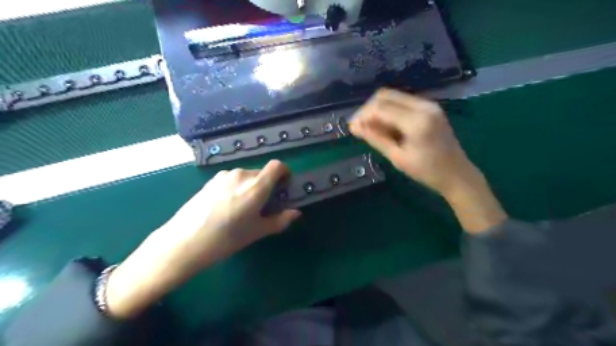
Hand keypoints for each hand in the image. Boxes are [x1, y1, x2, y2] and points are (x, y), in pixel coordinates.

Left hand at [107, 161, 301, 316]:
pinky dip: (236, 187)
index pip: (277, 165)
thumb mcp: (257, 232)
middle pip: (262, 173)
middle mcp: (241, 175)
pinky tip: (226, 206)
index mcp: (256, 186)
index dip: (284, 172)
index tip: (284, 186)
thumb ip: (280, 220)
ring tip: (242, 207)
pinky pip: (232, 179)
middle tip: (263, 205)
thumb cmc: (226, 238)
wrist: (184, 242)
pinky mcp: (211, 181)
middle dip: (267, 185)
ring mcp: (224, 176)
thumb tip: (295, 213)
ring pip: (246, 176)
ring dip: (251, 186)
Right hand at [349, 90, 507, 233]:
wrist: (457, 174)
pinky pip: (402, 101)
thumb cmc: (427, 171)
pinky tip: (385, 125)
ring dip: (378, 109)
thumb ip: (376, 138)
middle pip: (385, 95)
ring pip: (393, 96)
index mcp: (416, 121)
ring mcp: (428, 104)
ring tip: (370, 127)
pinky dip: (389, 110)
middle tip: (359, 127)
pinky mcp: (429, 107)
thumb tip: (355, 127)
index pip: (381, 107)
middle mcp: (423, 106)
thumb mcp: (398, 157)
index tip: (352, 128)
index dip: (363, 115)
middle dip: (368, 109)